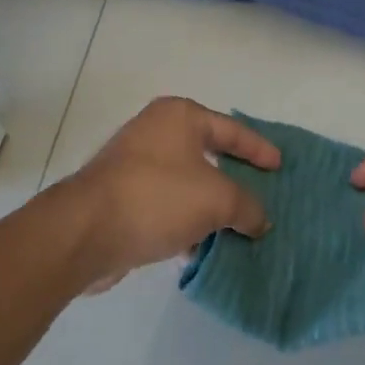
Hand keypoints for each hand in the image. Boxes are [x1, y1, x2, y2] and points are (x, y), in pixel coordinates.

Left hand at [48, 97, 277, 292]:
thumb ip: (247, 206)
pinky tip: (203, 247)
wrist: (85, 232)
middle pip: (208, 154)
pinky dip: (187, 222)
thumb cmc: (157, 197)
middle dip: (235, 178)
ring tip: (239, 228)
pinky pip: (167, 205)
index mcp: (179, 116)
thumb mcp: (217, 199)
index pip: (231, 129)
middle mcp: (156, 132)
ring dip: (210, 206)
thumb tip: (260, 219)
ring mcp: (135, 164)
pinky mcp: (122, 196)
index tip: (279, 166)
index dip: (258, 148)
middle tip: (262, 195)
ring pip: (187, 183)